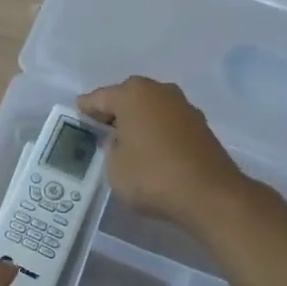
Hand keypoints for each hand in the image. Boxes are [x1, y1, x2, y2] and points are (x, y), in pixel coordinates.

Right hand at [78, 77, 248, 234]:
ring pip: (150, 109)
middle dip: (114, 113)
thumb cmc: (152, 176)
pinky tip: (152, 151)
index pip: (99, 98)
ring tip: (127, 143)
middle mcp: (159, 91)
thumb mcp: (114, 167)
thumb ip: (111, 148)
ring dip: (138, 122)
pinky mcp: (200, 125)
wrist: (210, 194)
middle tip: (100, 132)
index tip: (77, 118)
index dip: (86, 110)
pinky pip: (168, 123)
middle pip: (127, 98)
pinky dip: (157, 132)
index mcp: (132, 94)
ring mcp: (183, 106)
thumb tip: (121, 141)